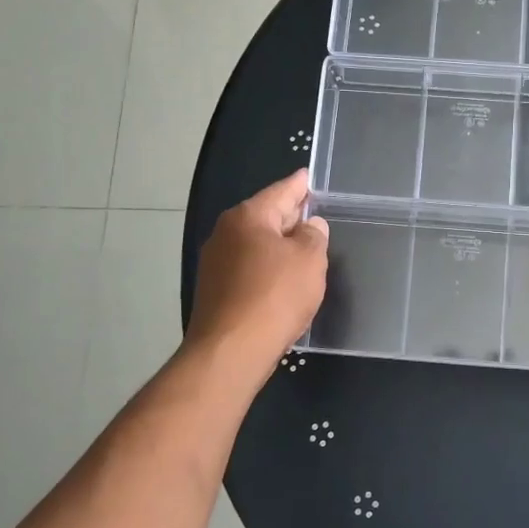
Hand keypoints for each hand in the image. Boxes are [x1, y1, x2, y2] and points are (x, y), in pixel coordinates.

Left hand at [189, 170, 328, 365]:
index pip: (280, 192)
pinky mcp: (214, 290)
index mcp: (248, 217)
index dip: (298, 185)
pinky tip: (282, 278)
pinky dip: (266, 267)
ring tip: (302, 247)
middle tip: (311, 211)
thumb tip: (310, 225)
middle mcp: (226, 233)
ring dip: (278, 244)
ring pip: (255, 243)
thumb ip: (314, 236)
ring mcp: (215, 262)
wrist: (231, 350)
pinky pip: (247, 267)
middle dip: (288, 215)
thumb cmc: (275, 296)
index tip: (307, 176)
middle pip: (264, 216)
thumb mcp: (309, 260)